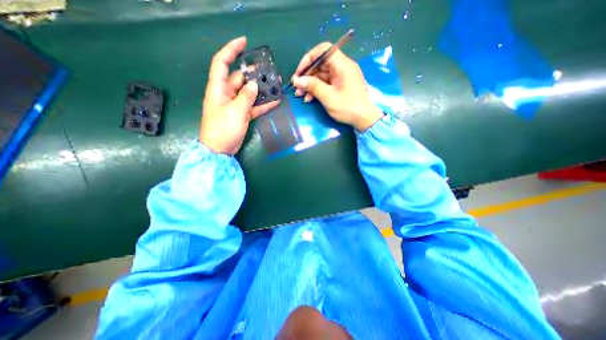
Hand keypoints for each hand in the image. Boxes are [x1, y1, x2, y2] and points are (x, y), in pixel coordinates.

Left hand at [201, 36, 280, 154]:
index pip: (222, 63)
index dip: (231, 50)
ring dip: (261, 90)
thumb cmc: (223, 129)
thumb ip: (246, 97)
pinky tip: (275, 101)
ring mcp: (235, 105)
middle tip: (269, 72)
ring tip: (275, 85)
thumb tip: (253, 85)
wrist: (220, 149)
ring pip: (249, 93)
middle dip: (254, 74)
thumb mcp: (235, 111)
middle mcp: (226, 94)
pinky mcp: (242, 115)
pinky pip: (254, 106)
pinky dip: (263, 104)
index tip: (244, 42)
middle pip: (240, 78)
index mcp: (218, 88)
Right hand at [290, 41, 381, 130]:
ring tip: (300, 95)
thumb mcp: (329, 97)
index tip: (299, 72)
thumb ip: (313, 86)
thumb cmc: (348, 108)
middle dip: (307, 76)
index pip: (323, 51)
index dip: (309, 59)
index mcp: (342, 65)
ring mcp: (341, 77)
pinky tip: (309, 99)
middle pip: (320, 64)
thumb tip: (297, 80)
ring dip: (309, 84)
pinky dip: (316, 89)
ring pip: (321, 75)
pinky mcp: (340, 85)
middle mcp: (342, 67)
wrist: (364, 119)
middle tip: (297, 87)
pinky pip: (325, 83)